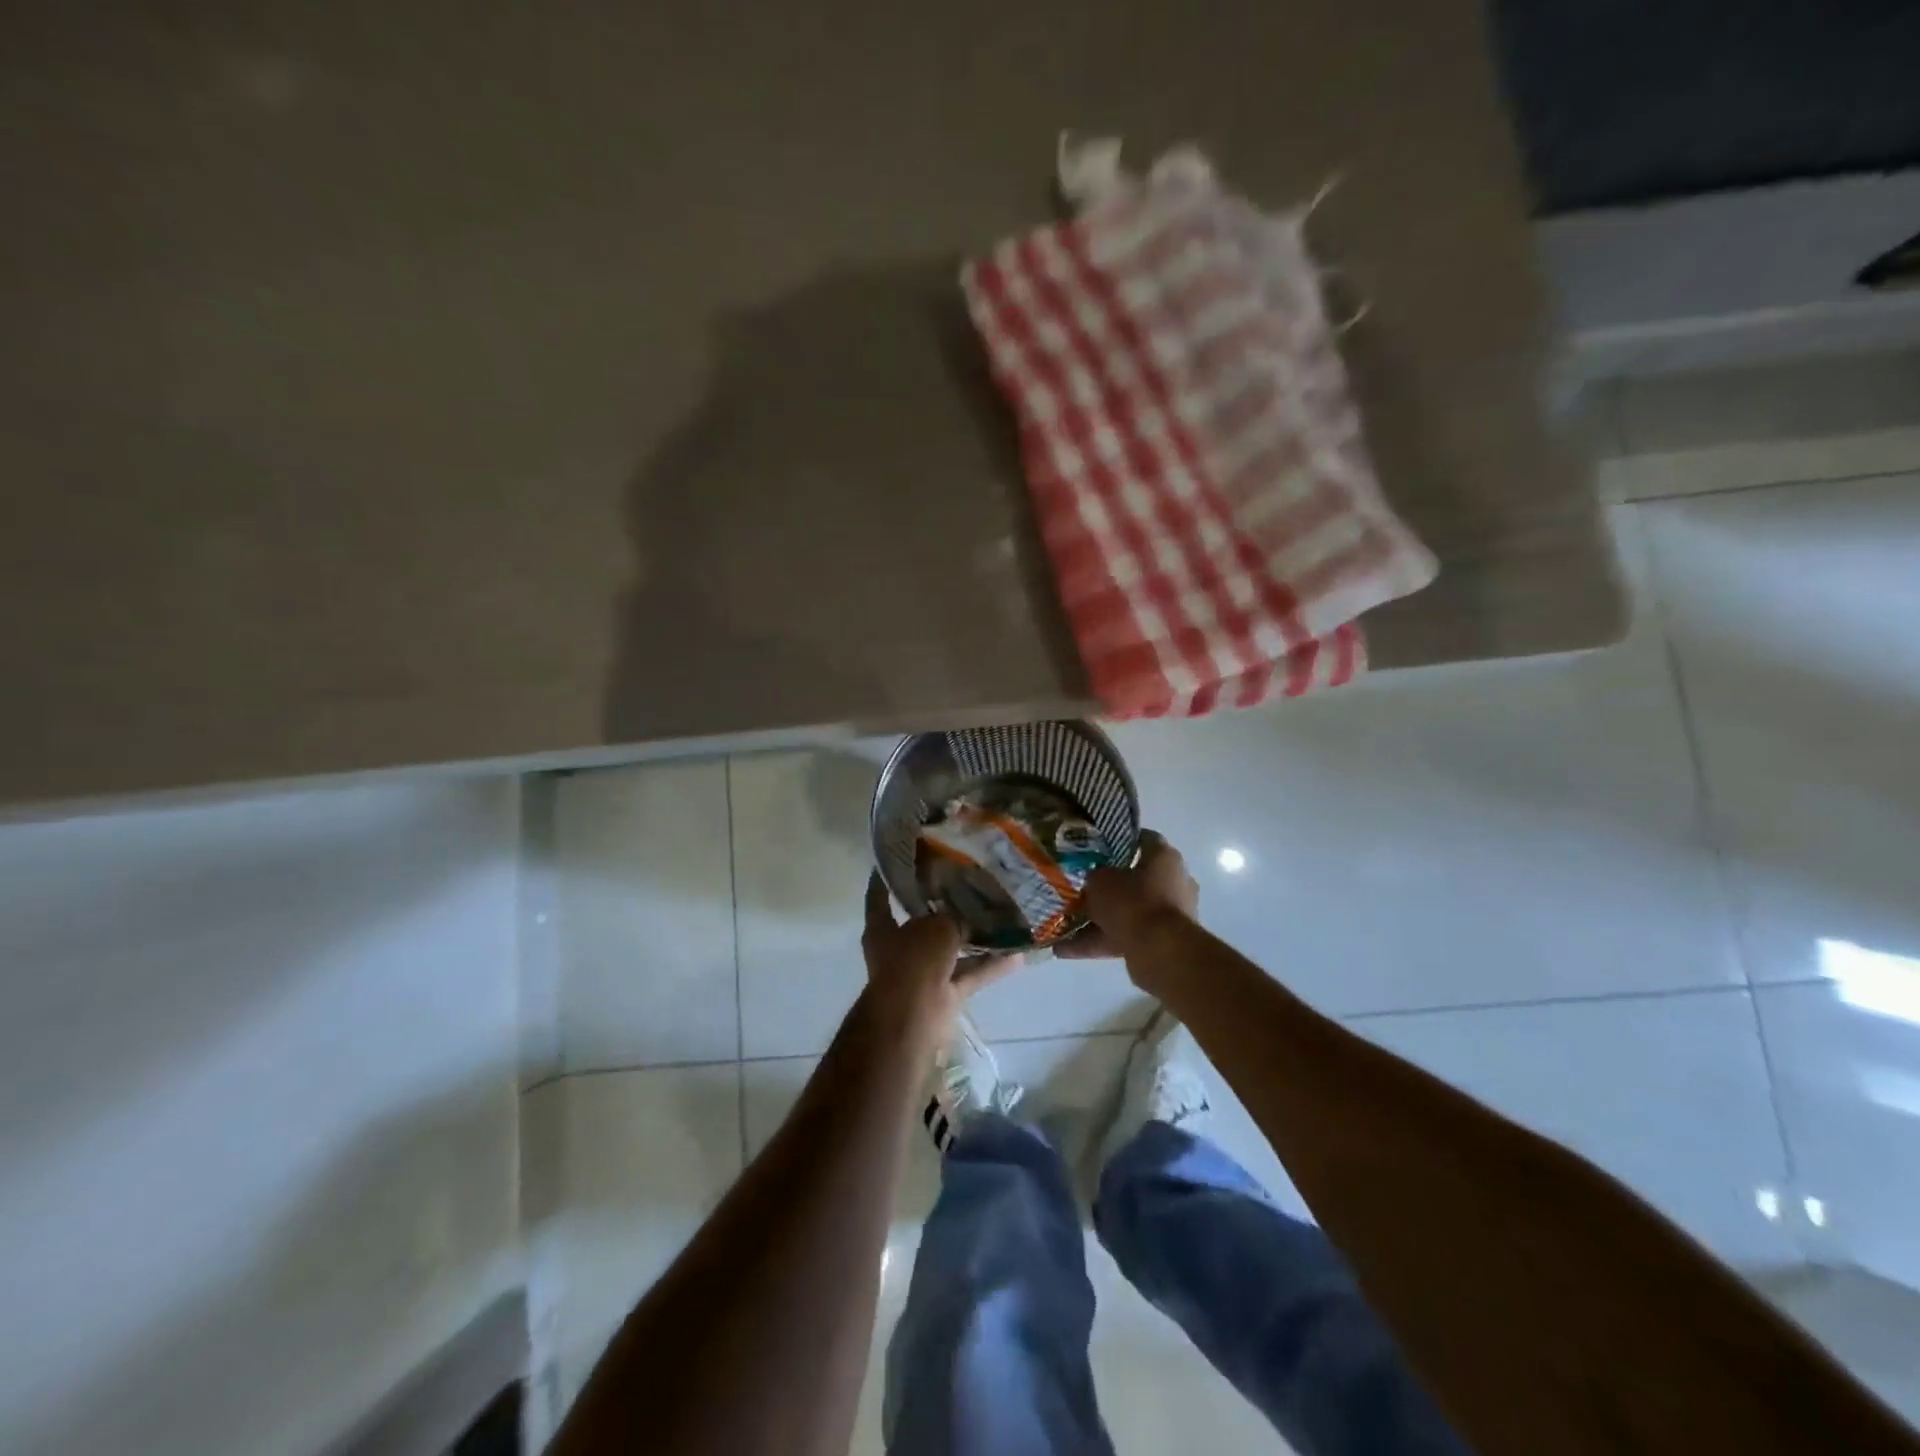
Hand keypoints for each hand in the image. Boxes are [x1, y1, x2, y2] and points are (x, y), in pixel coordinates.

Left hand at [862, 874, 1020, 1043]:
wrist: (914, 1017)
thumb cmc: (914, 961)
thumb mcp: (938, 927)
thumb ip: (953, 920)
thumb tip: (965, 924)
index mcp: (883, 929)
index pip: (879, 900)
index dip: (885, 882)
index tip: (895, 864)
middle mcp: (900, 950)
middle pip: (923, 925)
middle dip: (944, 912)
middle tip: (968, 889)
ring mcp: (922, 974)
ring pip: (951, 952)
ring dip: (974, 941)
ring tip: (1002, 920)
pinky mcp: (944, 995)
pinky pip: (969, 975)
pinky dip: (990, 967)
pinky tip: (1017, 955)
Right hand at [1056, 830, 1199, 960]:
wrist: (1159, 951)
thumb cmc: (1132, 902)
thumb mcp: (1100, 880)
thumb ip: (1096, 876)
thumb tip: (1095, 879)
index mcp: (1164, 857)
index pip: (1142, 839)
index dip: (1119, 841)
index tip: (1097, 847)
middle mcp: (1174, 882)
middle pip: (1137, 879)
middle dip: (1109, 886)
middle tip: (1083, 888)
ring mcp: (1171, 914)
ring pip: (1130, 911)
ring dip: (1101, 919)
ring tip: (1067, 925)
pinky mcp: (1164, 941)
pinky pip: (1127, 936)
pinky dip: (1100, 942)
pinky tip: (1067, 950)